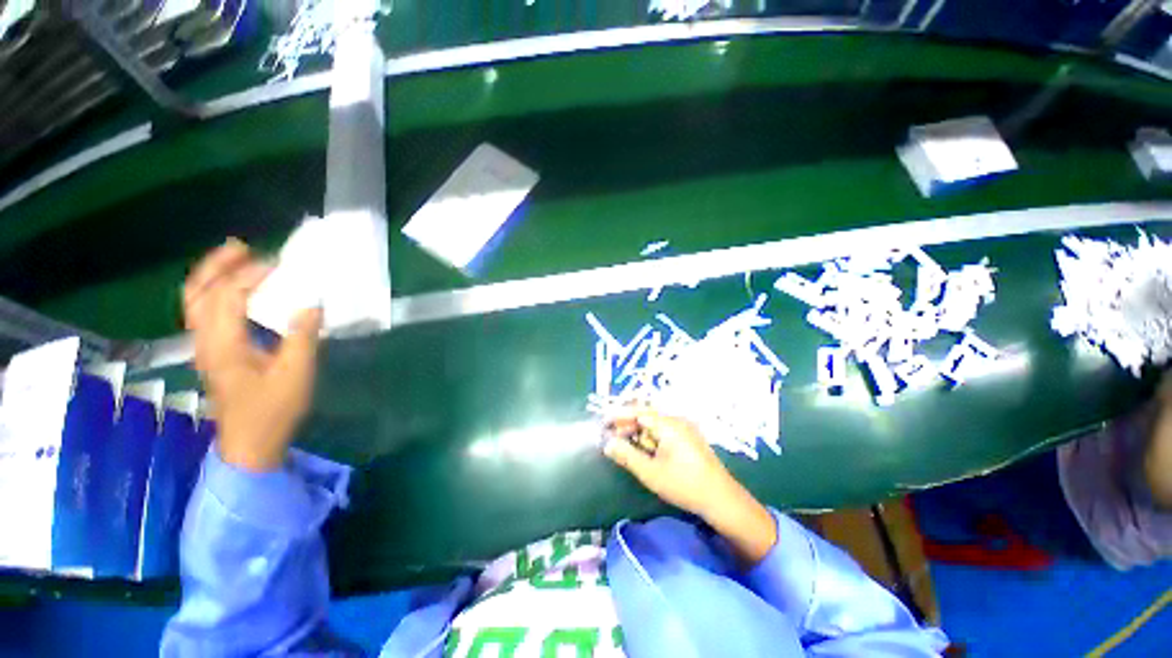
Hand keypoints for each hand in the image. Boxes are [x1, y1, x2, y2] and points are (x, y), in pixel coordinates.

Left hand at [184, 238, 323, 471]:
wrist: (250, 443)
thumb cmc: (273, 409)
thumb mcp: (296, 374)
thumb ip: (302, 337)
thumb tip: (311, 303)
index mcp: (223, 345)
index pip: (226, 296)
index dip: (250, 275)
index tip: (280, 266)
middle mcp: (204, 340)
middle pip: (196, 292)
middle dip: (216, 265)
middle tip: (243, 247)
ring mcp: (204, 346)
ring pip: (194, 300)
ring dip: (212, 275)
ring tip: (237, 259)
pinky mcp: (212, 351)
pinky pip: (204, 311)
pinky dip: (216, 291)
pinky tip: (238, 290)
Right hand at [603, 407, 777, 563]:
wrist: (722, 500)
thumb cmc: (684, 485)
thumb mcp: (651, 472)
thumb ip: (627, 455)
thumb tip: (607, 443)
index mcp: (669, 424)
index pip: (638, 412)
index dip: (619, 416)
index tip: (604, 423)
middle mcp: (677, 421)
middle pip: (646, 417)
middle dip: (628, 426)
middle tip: (612, 438)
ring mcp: (685, 430)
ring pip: (655, 425)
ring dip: (639, 434)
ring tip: (626, 447)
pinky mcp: (689, 439)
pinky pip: (664, 432)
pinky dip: (651, 439)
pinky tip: (645, 452)